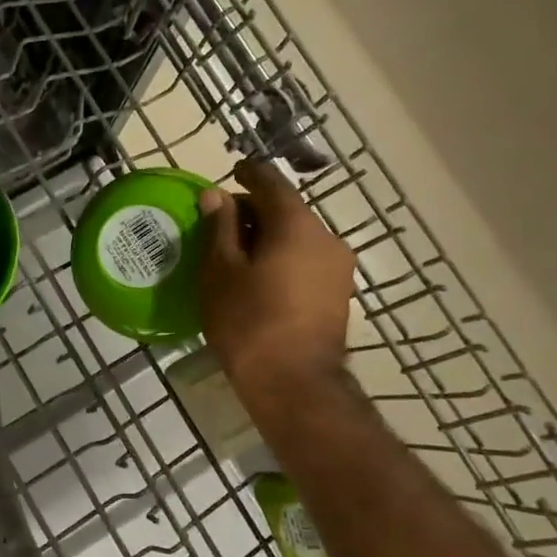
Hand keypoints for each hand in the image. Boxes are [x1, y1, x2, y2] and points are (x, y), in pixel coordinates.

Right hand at [197, 158, 356, 426]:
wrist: (294, 385)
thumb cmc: (248, 322)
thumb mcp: (220, 272)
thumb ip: (220, 228)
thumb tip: (217, 195)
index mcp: (297, 225)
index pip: (271, 183)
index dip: (248, 174)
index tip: (232, 171)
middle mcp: (326, 238)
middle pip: (287, 210)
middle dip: (254, 211)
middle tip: (221, 224)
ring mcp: (339, 268)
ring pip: (298, 237)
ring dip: (269, 236)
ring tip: (236, 255)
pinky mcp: (338, 293)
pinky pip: (306, 260)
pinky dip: (282, 257)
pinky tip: (259, 277)